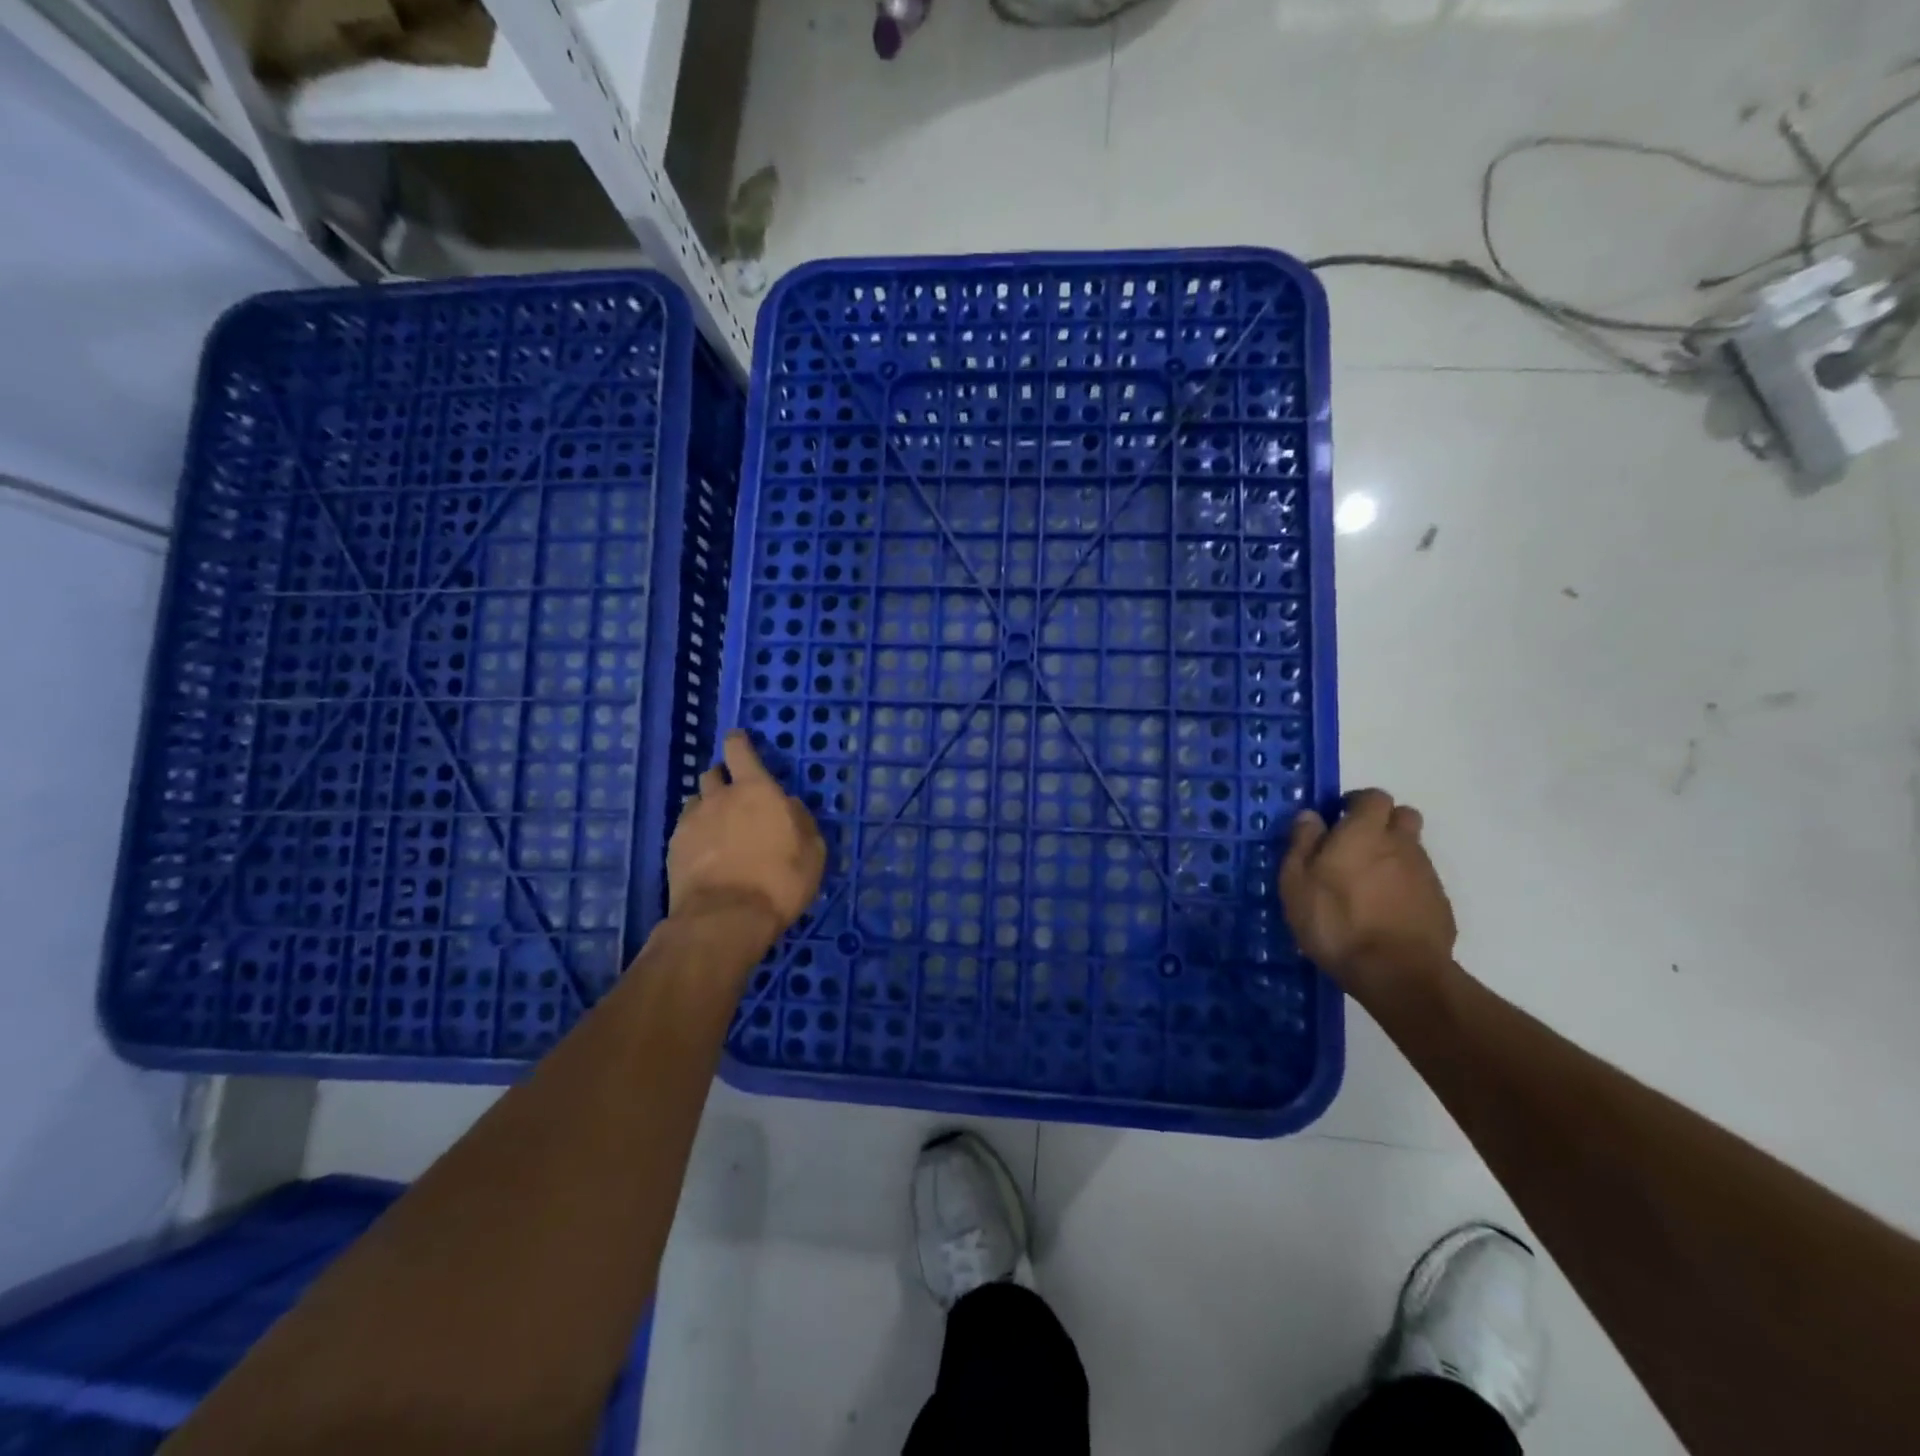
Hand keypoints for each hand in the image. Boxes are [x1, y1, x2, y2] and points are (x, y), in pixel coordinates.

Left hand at [667, 732, 825, 941]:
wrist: (726, 917)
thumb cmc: (780, 880)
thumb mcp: (812, 851)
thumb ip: (801, 821)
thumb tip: (789, 805)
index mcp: (756, 790)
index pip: (740, 751)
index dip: (739, 742)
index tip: (739, 740)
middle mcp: (720, 797)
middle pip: (713, 774)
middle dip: (723, 777)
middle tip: (735, 794)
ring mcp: (692, 822)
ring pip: (696, 800)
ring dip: (707, 805)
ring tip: (718, 826)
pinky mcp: (674, 848)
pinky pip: (685, 829)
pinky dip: (695, 833)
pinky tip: (705, 853)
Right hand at [1278, 788, 1456, 993]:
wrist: (1396, 973)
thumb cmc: (1336, 921)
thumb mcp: (1297, 882)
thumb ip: (1302, 843)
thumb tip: (1311, 815)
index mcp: (1365, 832)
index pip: (1373, 796)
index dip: (1357, 803)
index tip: (1338, 818)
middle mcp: (1401, 844)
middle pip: (1403, 816)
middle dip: (1382, 822)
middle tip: (1356, 846)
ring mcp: (1426, 875)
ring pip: (1412, 850)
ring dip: (1392, 857)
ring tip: (1366, 886)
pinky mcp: (1440, 906)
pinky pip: (1420, 883)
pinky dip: (1404, 888)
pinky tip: (1385, 913)